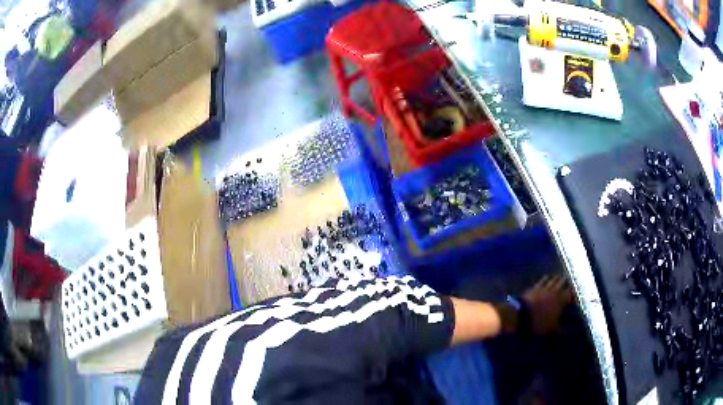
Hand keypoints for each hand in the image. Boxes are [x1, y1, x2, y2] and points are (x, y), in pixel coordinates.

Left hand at [522, 275, 572, 334]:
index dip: (576, 292)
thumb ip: (562, 330)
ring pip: (555, 278)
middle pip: (564, 281)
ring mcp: (545, 287)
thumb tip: (571, 333)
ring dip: (559, 278)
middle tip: (572, 284)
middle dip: (569, 282)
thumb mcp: (552, 330)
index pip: (572, 292)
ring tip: (562, 280)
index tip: (578, 294)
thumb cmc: (538, 323)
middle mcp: (555, 290)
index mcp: (561, 300)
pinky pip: (544, 279)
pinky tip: (549, 277)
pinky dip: (549, 277)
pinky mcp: (536, 286)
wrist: (520, 315)